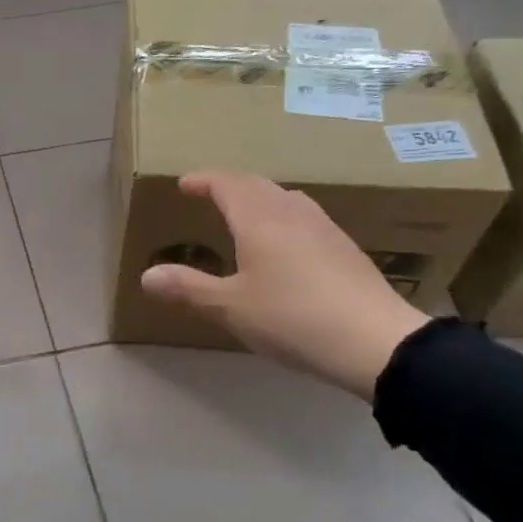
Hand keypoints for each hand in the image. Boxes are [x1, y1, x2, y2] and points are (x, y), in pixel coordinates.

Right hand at [139, 171, 430, 399]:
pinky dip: (282, 217)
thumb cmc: (292, 318)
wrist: (375, 341)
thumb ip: (188, 288)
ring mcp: (324, 228)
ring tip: (245, 215)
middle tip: (210, 195)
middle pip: (258, 185)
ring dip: (260, 199)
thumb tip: (147, 276)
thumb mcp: (230, 307)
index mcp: (260, 220)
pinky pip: (305, 218)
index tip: (184, 184)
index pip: (227, 184)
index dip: (203, 180)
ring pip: (286, 198)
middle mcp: (292, 213)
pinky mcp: (345, 249)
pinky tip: (285, 245)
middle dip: (230, 186)